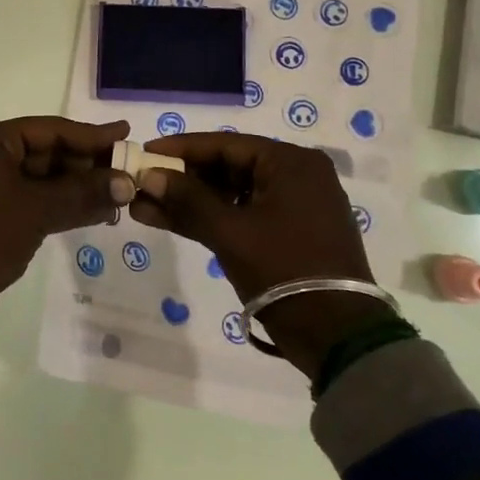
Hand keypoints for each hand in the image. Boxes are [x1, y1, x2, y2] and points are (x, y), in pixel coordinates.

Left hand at [0, 116, 133, 321]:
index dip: (91, 135)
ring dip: (74, 188)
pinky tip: (88, 213)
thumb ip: (83, 193)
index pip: (49, 129)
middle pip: (44, 152)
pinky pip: (25, 198)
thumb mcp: (37, 211)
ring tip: (115, 198)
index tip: (125, 135)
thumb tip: (127, 183)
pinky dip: (54, 204)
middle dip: (85, 166)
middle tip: (124, 173)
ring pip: (36, 178)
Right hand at [129, 132, 389, 377]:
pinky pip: (243, 215)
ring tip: (145, 205)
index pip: (225, 144)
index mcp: (291, 162)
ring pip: (232, 194)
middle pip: (228, 167)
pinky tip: (170, 221)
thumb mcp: (230, 231)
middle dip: (182, 178)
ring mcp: (295, 206)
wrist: (337, 336)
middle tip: (142, 182)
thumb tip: (149, 176)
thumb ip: (187, 199)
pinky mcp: (290, 234)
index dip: (181, 148)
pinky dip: (211, 219)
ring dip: (191, 201)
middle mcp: (297, 175)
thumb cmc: (284, 270)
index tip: (145, 152)